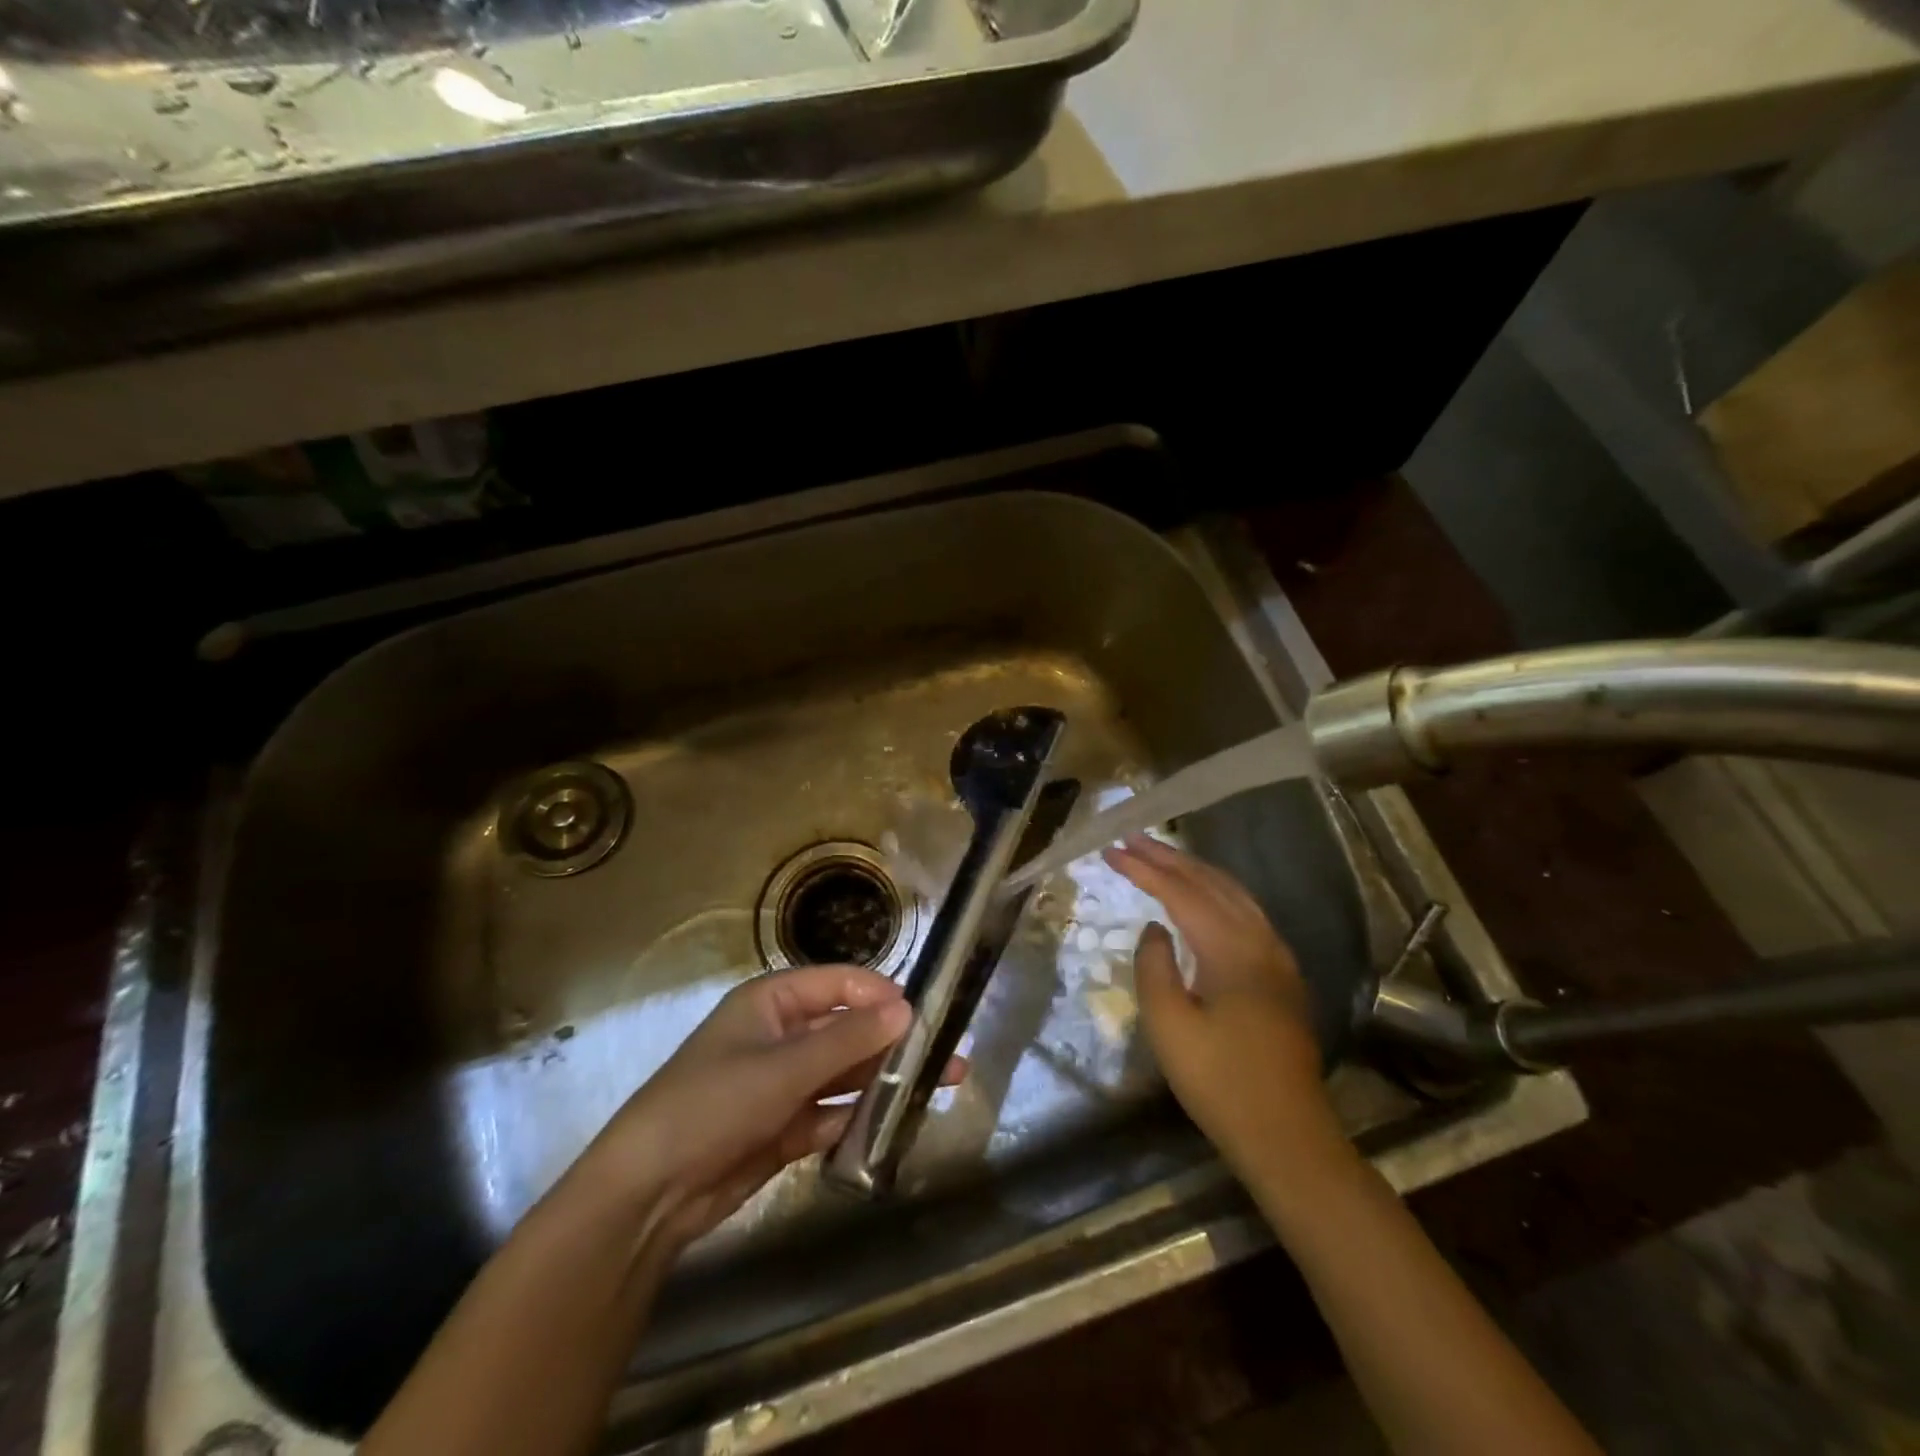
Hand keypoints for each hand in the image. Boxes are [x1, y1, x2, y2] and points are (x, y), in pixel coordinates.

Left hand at [570, 965, 961, 1250]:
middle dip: (893, 1041)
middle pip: (847, 1029)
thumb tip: (907, 1008)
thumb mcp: (783, 1068)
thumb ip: (847, 1040)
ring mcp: (783, 1083)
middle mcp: (781, 1036)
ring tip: (938, 1086)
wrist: (649, 1194)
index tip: (923, 1013)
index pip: (838, 983)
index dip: (880, 994)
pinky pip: (832, 1113)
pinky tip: (895, 1122)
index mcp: (772, 1002)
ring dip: (884, 1079)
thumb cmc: (713, 1104)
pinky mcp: (784, 1127)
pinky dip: (858, 1117)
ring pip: (844, 1073)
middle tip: (947, 1054)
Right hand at [1103, 835, 1346, 1178]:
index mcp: (1231, 950)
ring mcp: (1277, 958)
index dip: (1144, 869)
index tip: (1111, 851)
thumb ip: (1154, 966)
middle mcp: (1260, 941)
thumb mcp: (1169, 1026)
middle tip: (1131, 839)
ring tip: (1161, 856)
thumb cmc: (1219, 1082)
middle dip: (1169, 858)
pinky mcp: (1282, 976)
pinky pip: (1247, 913)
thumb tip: (1155, 928)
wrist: (1286, 1135)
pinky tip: (1204, 897)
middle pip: (1211, 883)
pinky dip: (1217, 892)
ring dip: (1195, 871)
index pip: (1181, 893)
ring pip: (1235, 894)